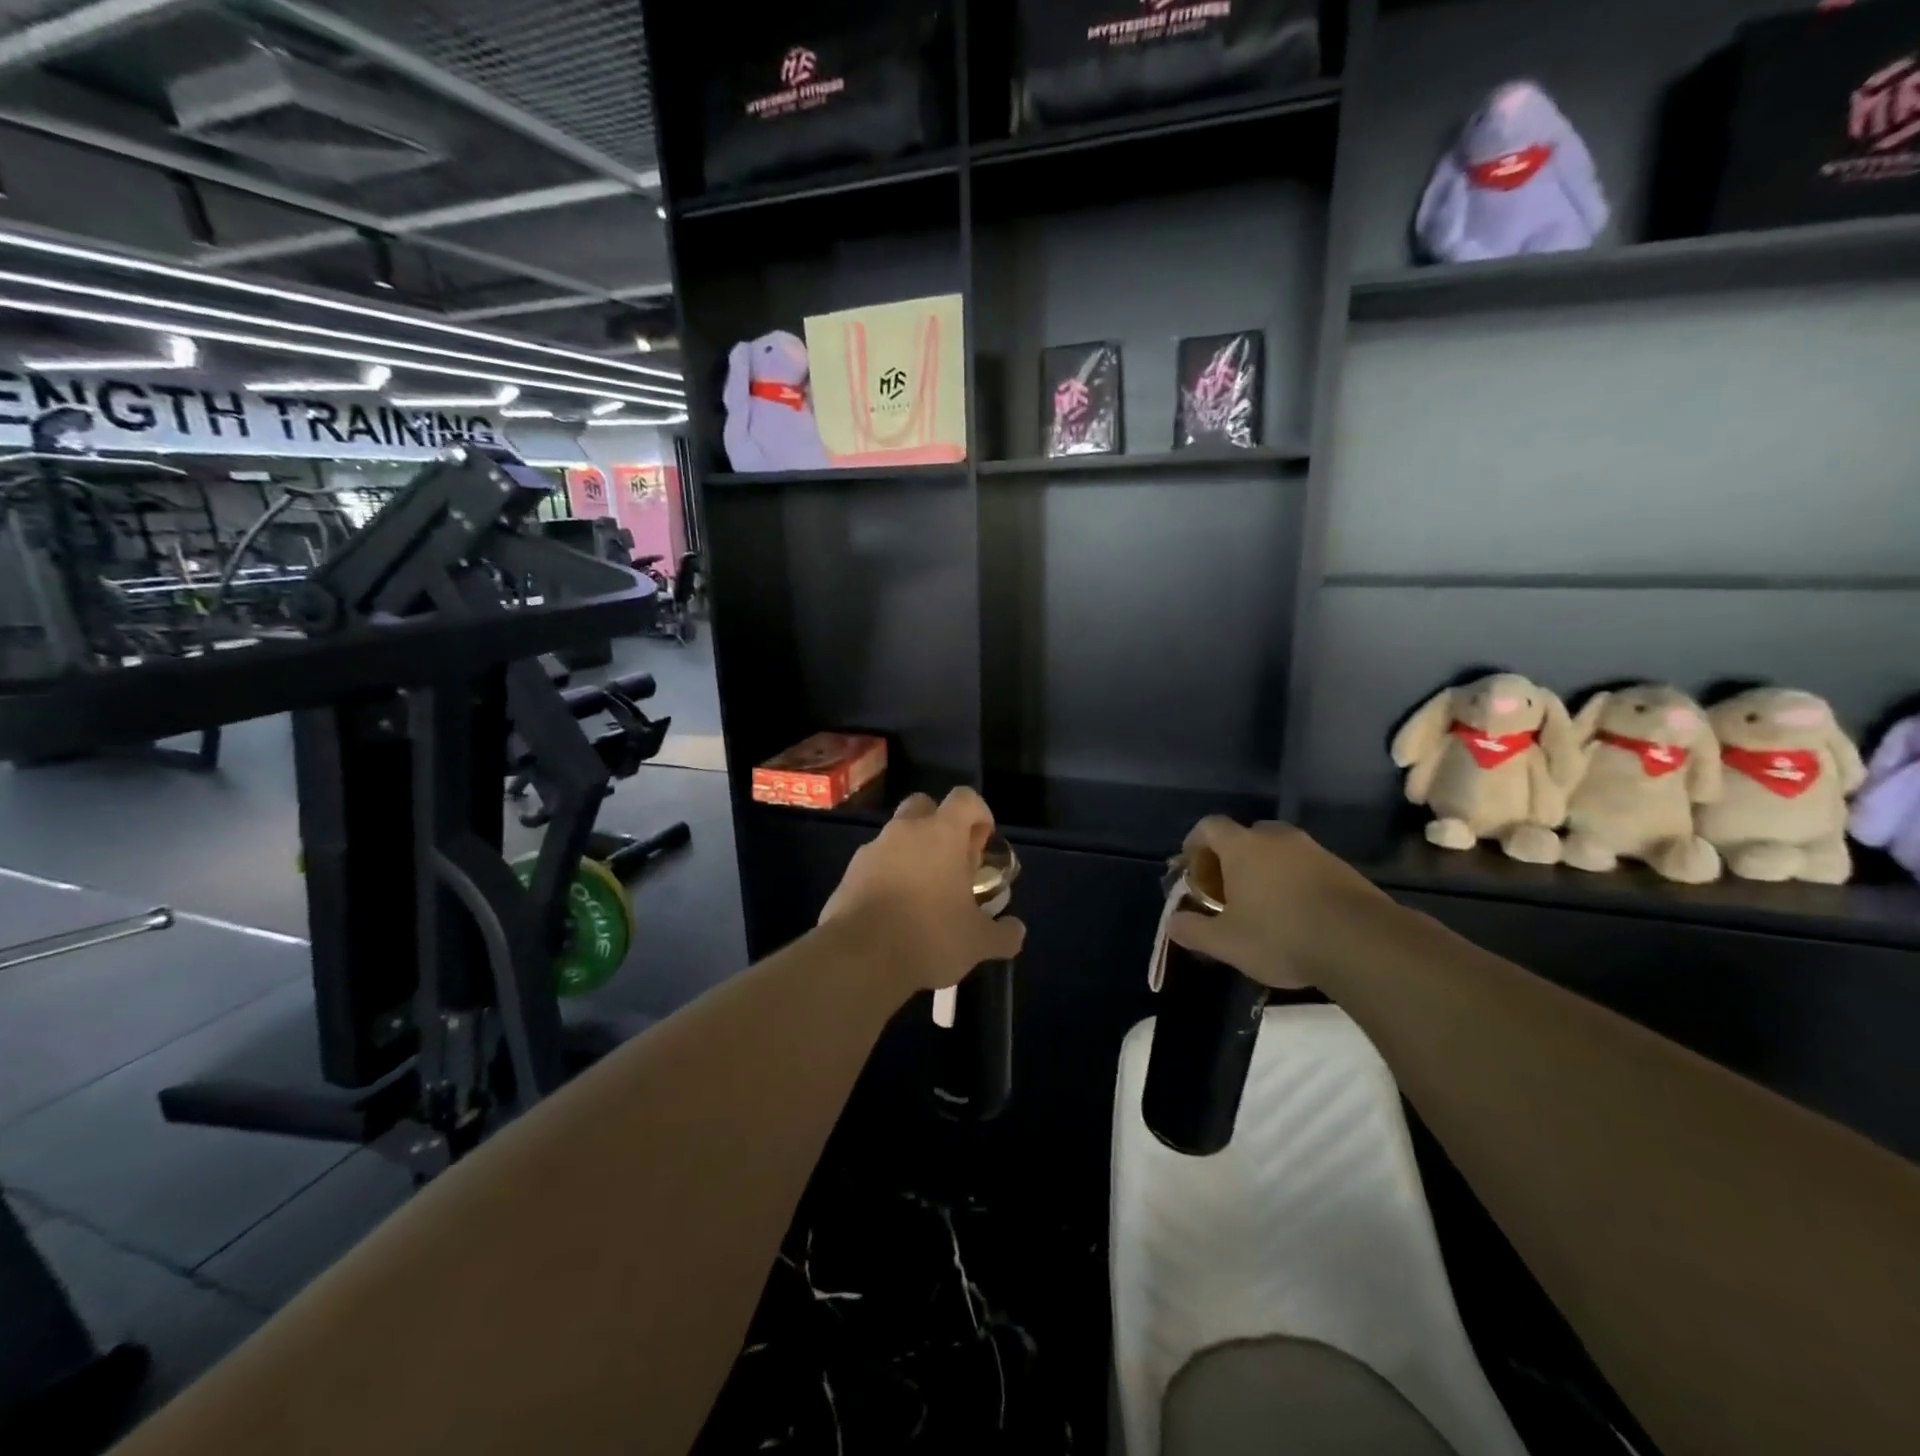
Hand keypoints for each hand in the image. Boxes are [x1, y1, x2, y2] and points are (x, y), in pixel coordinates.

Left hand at [819, 788, 1026, 993]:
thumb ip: (1003, 934)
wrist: (860, 956)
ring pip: (896, 836)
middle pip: (924, 805)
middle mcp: (905, 831)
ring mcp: (872, 849)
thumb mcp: (979, 942)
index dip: (979, 813)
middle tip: (951, 860)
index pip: (965, 798)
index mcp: (942, 834)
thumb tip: (1016, 931)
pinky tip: (895, 911)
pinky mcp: (848, 873)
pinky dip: (887, 876)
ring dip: (912, 853)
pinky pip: (874, 863)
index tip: (983, 841)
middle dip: (939, 825)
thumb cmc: (929, 936)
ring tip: (923, 893)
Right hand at [1167, 818, 1390, 991]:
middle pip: (1245, 835)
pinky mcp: (1343, 869)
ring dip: (1265, 871)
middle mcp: (1277, 838)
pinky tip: (1298, 916)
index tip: (1192, 870)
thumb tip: (1173, 922)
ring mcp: (1314, 850)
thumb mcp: (1226, 942)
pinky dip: (1295, 883)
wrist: (1362, 943)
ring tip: (1263, 907)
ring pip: (1279, 851)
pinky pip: (1307, 867)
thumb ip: (1193, 929)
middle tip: (1227, 891)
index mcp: (1242, 846)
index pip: (1209, 826)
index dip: (1194, 844)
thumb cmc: (1281, 936)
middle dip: (1231, 859)